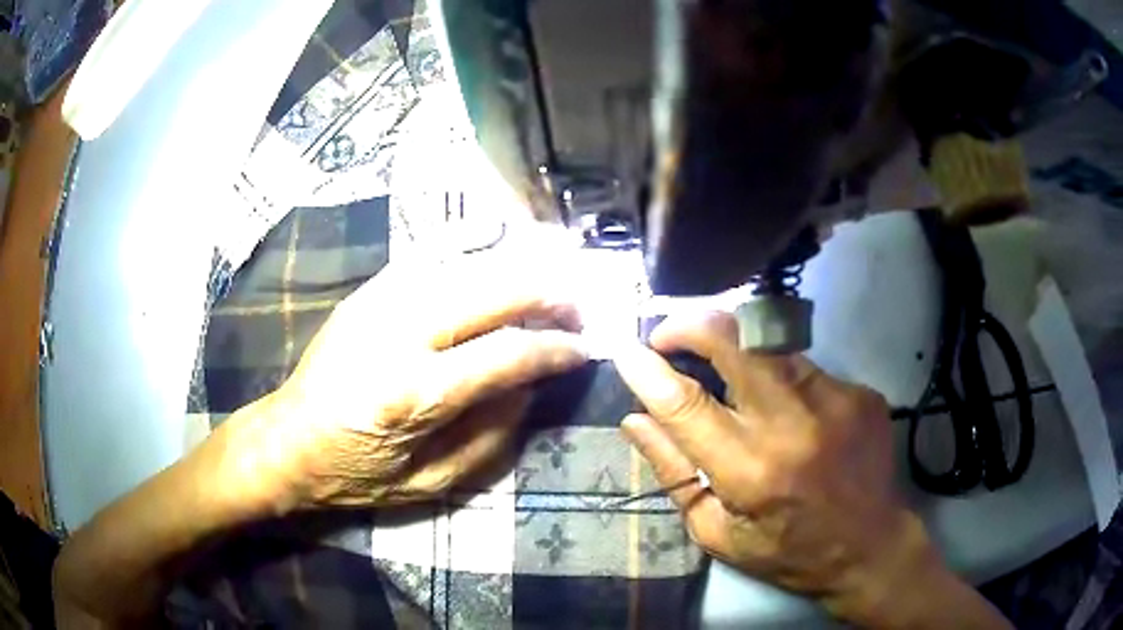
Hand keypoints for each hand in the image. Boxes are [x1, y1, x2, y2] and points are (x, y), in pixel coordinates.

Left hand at [225, 252, 589, 512]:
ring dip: (518, 264)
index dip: (557, 348)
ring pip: (466, 263)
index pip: (508, 354)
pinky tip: (496, 237)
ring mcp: (379, 302)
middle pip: (493, 291)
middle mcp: (399, 333)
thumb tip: (530, 386)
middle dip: (548, 295)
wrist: (289, 439)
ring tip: (552, 276)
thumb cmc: (357, 472)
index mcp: (415, 393)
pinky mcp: (367, 291)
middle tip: (577, 308)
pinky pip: (427, 251)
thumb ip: (490, 437)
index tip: (585, 349)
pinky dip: (468, 241)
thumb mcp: (429, 482)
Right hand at [613, 312, 1009, 627]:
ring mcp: (836, 401)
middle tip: (670, 333)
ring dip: (738, 350)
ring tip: (730, 375)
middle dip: (694, 325)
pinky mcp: (860, 392)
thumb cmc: (787, 552)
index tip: (627, 350)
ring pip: (771, 345)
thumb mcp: (718, 532)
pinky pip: (806, 368)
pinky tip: (790, 411)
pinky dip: (782, 377)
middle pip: (737, 342)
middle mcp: (795, 426)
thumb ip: (674, 473)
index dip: (648, 370)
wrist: (870, 547)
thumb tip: (635, 420)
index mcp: (752, 473)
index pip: (687, 404)